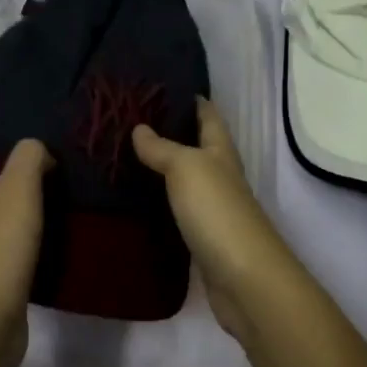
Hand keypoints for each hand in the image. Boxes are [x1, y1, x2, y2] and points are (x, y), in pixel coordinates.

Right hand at [133, 98, 296, 337]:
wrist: (244, 280)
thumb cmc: (217, 212)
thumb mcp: (186, 168)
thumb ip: (162, 148)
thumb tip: (139, 127)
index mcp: (220, 152)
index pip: (207, 115)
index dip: (190, 98)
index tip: (159, 86)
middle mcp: (219, 175)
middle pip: (196, 146)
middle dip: (168, 132)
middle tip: (127, 121)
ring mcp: (212, 209)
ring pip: (184, 179)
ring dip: (160, 168)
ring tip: (122, 156)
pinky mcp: (201, 239)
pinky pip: (177, 211)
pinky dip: (159, 202)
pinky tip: (136, 200)